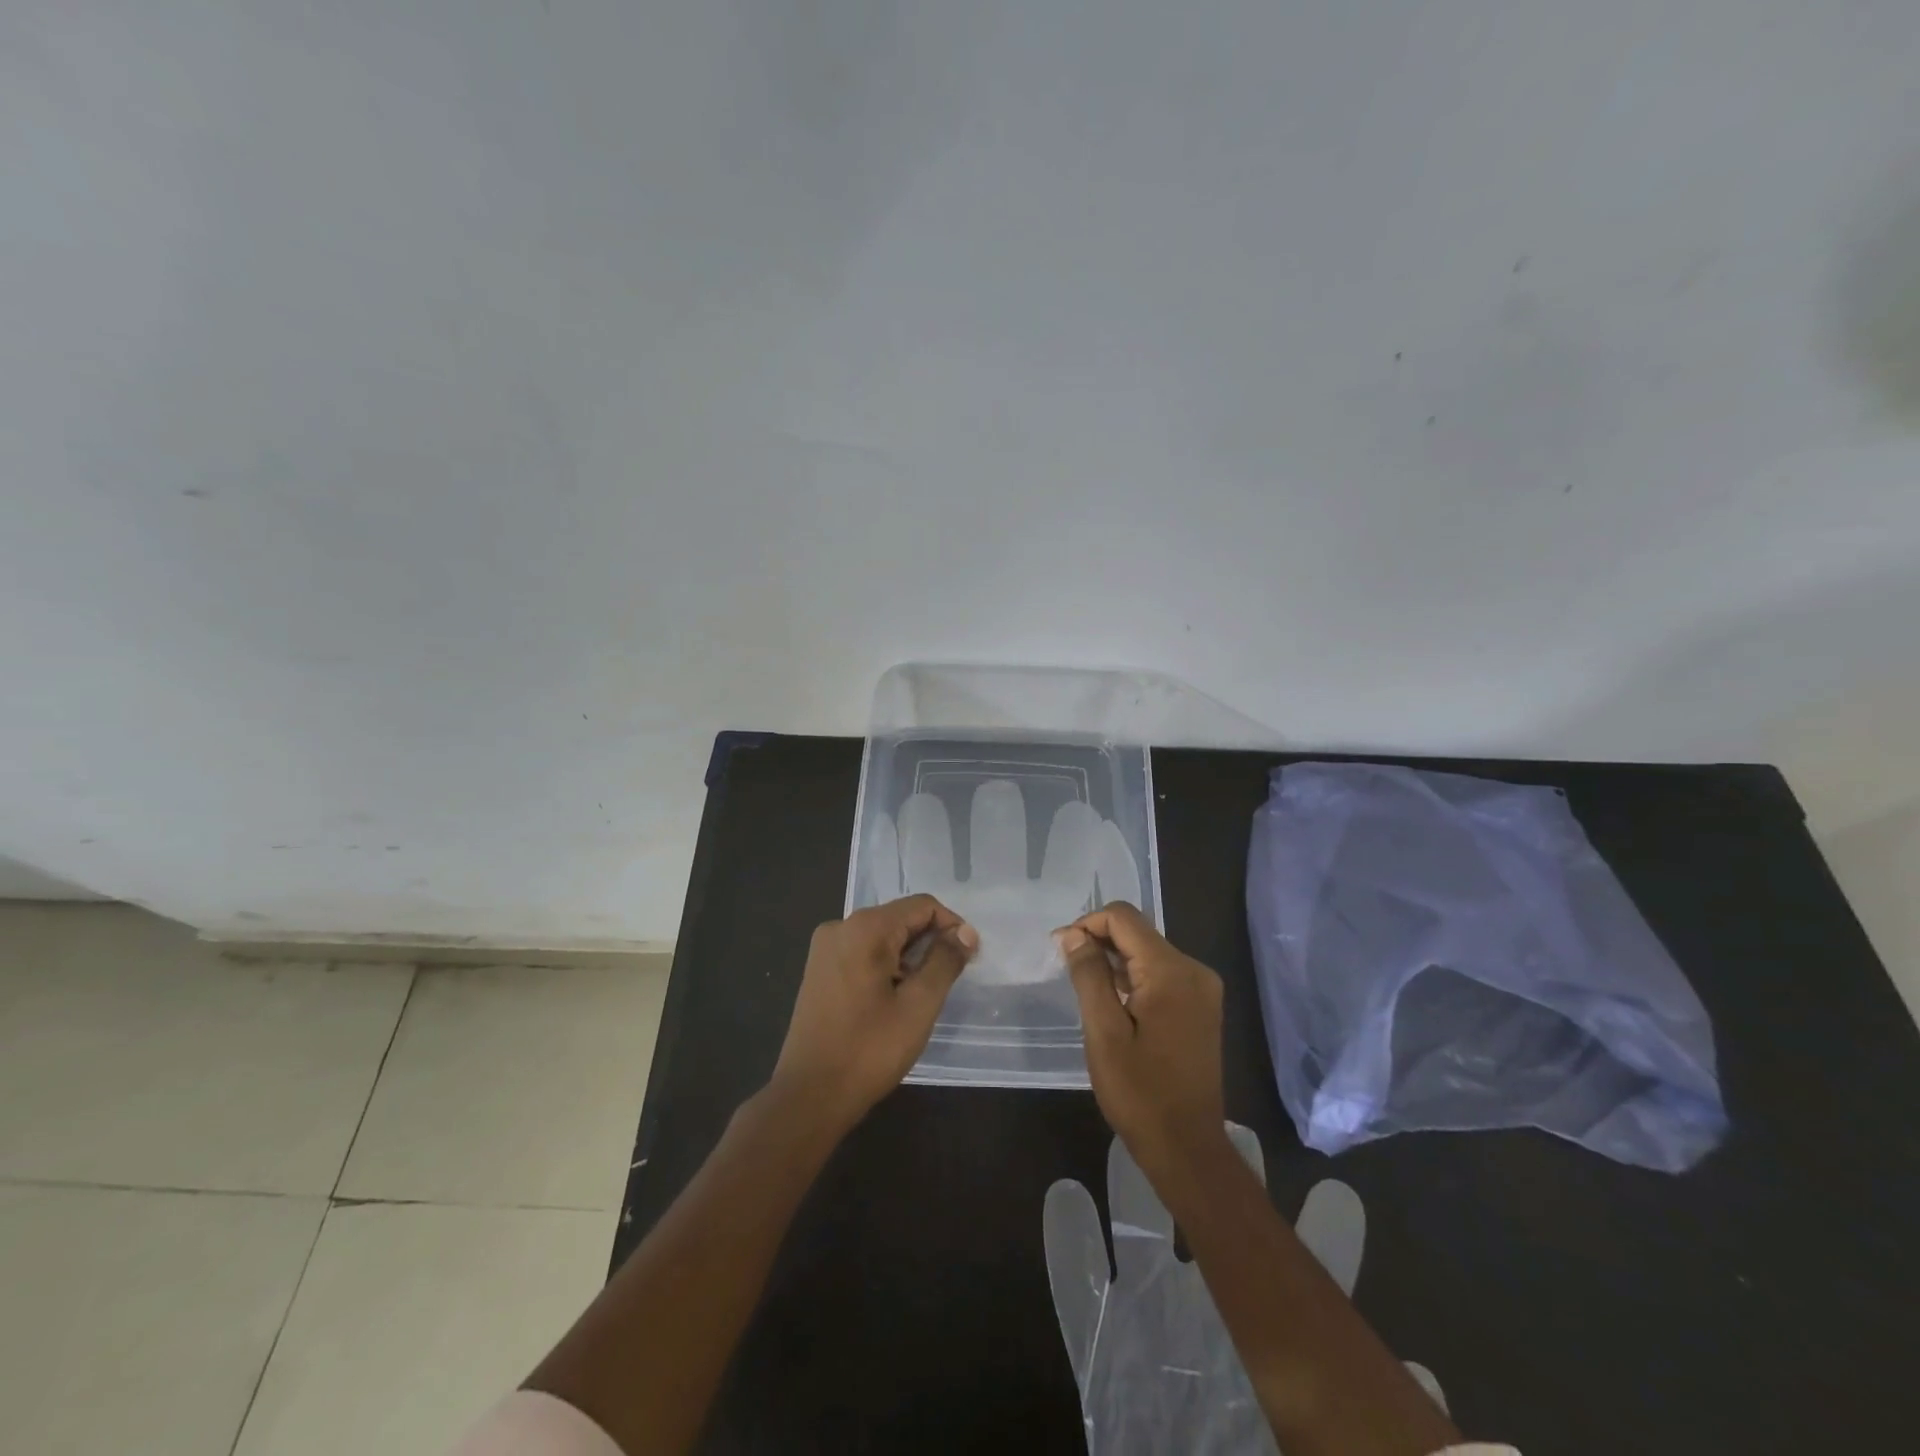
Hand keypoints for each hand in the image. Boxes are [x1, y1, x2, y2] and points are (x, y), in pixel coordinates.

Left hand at [771, 894, 977, 1133]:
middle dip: (930, 942)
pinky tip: (893, 999)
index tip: (968, 959)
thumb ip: (945, 961)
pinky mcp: (818, 970)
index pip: (922, 906)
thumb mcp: (918, 1005)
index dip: (951, 926)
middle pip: (900, 918)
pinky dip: (886, 966)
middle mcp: (840, 927)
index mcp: (865, 928)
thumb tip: (965, 932)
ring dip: (909, 956)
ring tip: (922, 994)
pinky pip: (862, 953)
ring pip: (882, 937)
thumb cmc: (869, 1050)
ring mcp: (824, 949)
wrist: (809, 1096)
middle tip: (949, 981)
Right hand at [1059, 902, 1227, 1179]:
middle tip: (1066, 965)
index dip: (1087, 924)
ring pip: (1148, 951)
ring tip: (1083, 982)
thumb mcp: (1103, 1032)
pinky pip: (1161, 973)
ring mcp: (1202, 988)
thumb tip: (1074, 935)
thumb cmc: (1140, 1093)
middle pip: (1138, 932)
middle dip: (1099, 940)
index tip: (1060, 949)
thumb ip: (1089, 975)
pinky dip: (1132, 976)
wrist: (1187, 1148)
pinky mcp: (1201, 1006)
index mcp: (1171, 971)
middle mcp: (1193, 969)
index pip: (1123, 918)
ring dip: (1114, 958)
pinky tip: (1111, 998)